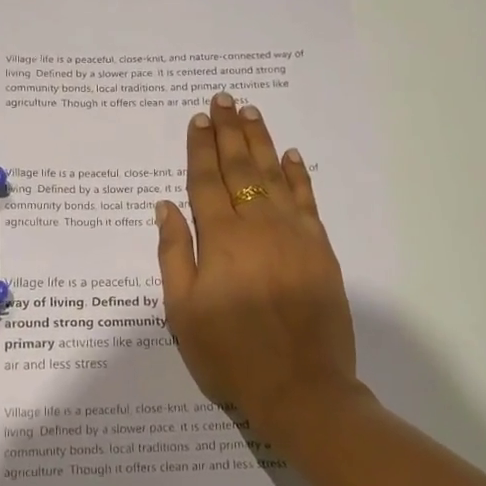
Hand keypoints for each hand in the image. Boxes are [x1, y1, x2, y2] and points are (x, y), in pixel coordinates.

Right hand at [155, 92, 361, 438]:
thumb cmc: (230, 354)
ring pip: (275, 175)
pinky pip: (307, 200)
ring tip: (250, 112)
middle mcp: (258, 225)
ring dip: (261, 141)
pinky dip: (298, 175)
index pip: (206, 181)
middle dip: (229, 132)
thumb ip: (174, 255)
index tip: (198, 119)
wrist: (300, 386)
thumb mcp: (183, 312)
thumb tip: (165, 207)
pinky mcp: (320, 249)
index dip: (200, 148)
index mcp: (220, 239)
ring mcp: (294, 234)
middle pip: (241, 168)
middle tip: (223, 99)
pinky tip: (291, 155)